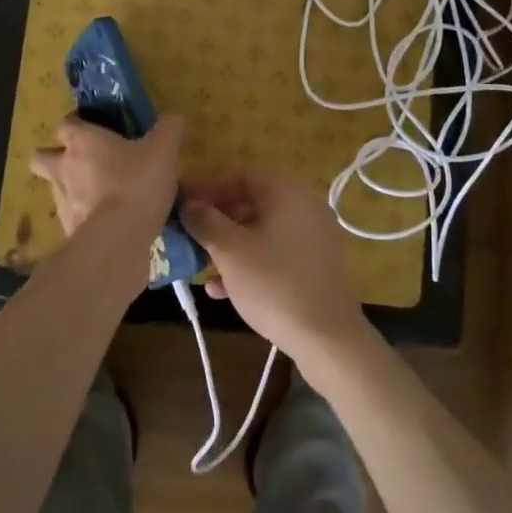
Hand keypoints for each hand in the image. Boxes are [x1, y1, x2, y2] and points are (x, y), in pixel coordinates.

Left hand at [31, 113, 183, 241]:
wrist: (119, 240)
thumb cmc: (137, 183)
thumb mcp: (163, 150)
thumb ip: (169, 129)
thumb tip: (174, 118)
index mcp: (82, 141)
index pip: (66, 123)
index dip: (77, 123)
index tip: (92, 127)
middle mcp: (63, 167)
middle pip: (41, 157)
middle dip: (55, 157)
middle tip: (82, 161)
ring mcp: (61, 201)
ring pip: (55, 188)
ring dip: (70, 188)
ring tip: (99, 195)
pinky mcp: (67, 230)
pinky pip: (70, 217)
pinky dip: (83, 217)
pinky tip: (106, 222)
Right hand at [181, 171, 368, 368]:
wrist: (328, 338)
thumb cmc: (274, 285)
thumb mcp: (230, 251)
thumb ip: (205, 221)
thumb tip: (188, 204)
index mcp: (286, 192)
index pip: (240, 174)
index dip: (208, 188)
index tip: (183, 206)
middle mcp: (304, 205)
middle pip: (251, 201)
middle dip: (216, 219)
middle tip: (190, 236)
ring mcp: (313, 236)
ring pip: (261, 229)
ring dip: (229, 244)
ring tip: (201, 266)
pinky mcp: (315, 265)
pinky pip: (275, 252)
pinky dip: (249, 262)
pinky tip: (222, 289)